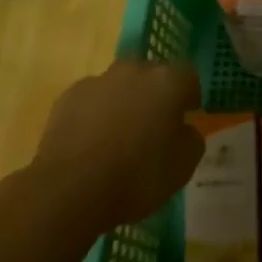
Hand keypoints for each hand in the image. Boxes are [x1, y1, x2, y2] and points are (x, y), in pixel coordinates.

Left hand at [30, 59, 203, 231]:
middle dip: (155, 97)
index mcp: (167, 82)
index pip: (188, 77)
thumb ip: (192, 140)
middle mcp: (134, 71)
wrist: (69, 191)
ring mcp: (98, 80)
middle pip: (152, 76)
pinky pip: (92, 99)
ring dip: (124, 103)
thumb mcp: (182, 169)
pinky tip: (90, 144)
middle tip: (153, 129)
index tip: (186, 118)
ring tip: (117, 139)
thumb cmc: (135, 179)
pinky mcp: (69, 95)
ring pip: (120, 86)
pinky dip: (95, 114)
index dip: (189, 97)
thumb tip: (185, 129)